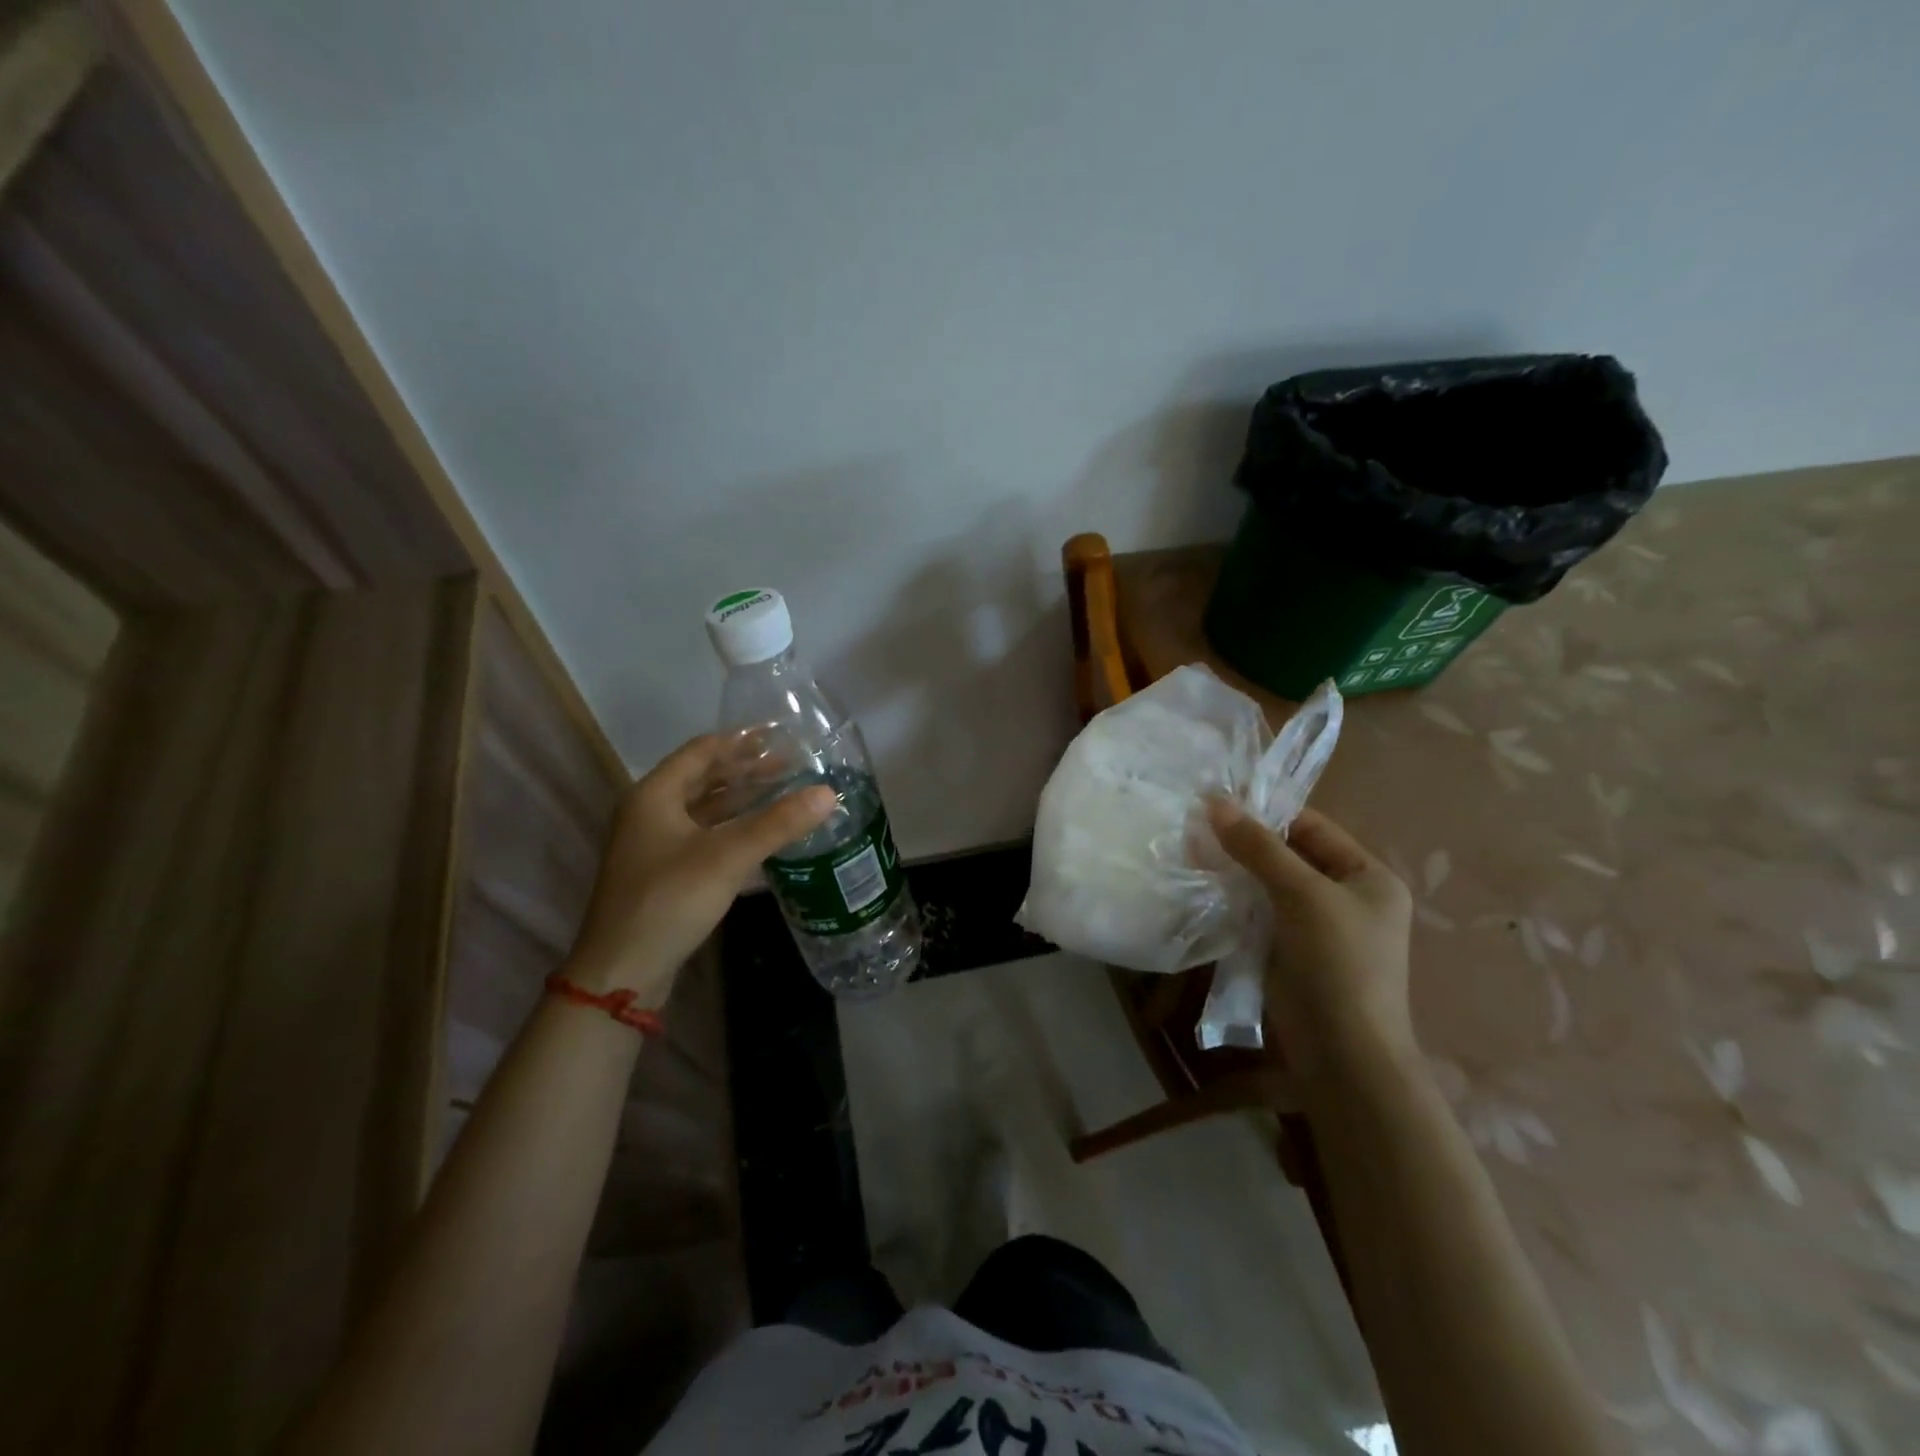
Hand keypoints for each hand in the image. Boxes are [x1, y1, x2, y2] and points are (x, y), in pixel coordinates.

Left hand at [564, 736, 836, 1005]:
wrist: (622, 971)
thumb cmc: (668, 900)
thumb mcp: (727, 856)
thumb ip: (778, 823)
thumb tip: (828, 793)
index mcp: (655, 795)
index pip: (702, 751)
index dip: (741, 740)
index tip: (781, 735)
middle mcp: (651, 812)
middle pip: (703, 778)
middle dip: (746, 769)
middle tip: (791, 764)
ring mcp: (656, 845)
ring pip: (705, 809)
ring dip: (742, 799)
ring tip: (784, 792)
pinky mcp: (666, 873)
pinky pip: (706, 836)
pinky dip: (734, 828)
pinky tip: (764, 834)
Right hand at [1206, 801, 1415, 1083]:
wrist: (1342, 1053)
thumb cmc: (1336, 962)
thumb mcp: (1302, 894)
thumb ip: (1259, 847)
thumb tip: (1215, 801)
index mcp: (1368, 877)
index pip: (1312, 828)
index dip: (1267, 814)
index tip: (1217, 804)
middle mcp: (1346, 897)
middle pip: (1288, 855)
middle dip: (1244, 843)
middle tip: (1194, 828)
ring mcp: (1317, 927)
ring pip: (1268, 884)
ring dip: (1234, 871)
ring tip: (1189, 854)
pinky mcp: (1290, 951)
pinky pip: (1259, 913)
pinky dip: (1233, 900)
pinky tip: (1202, 888)